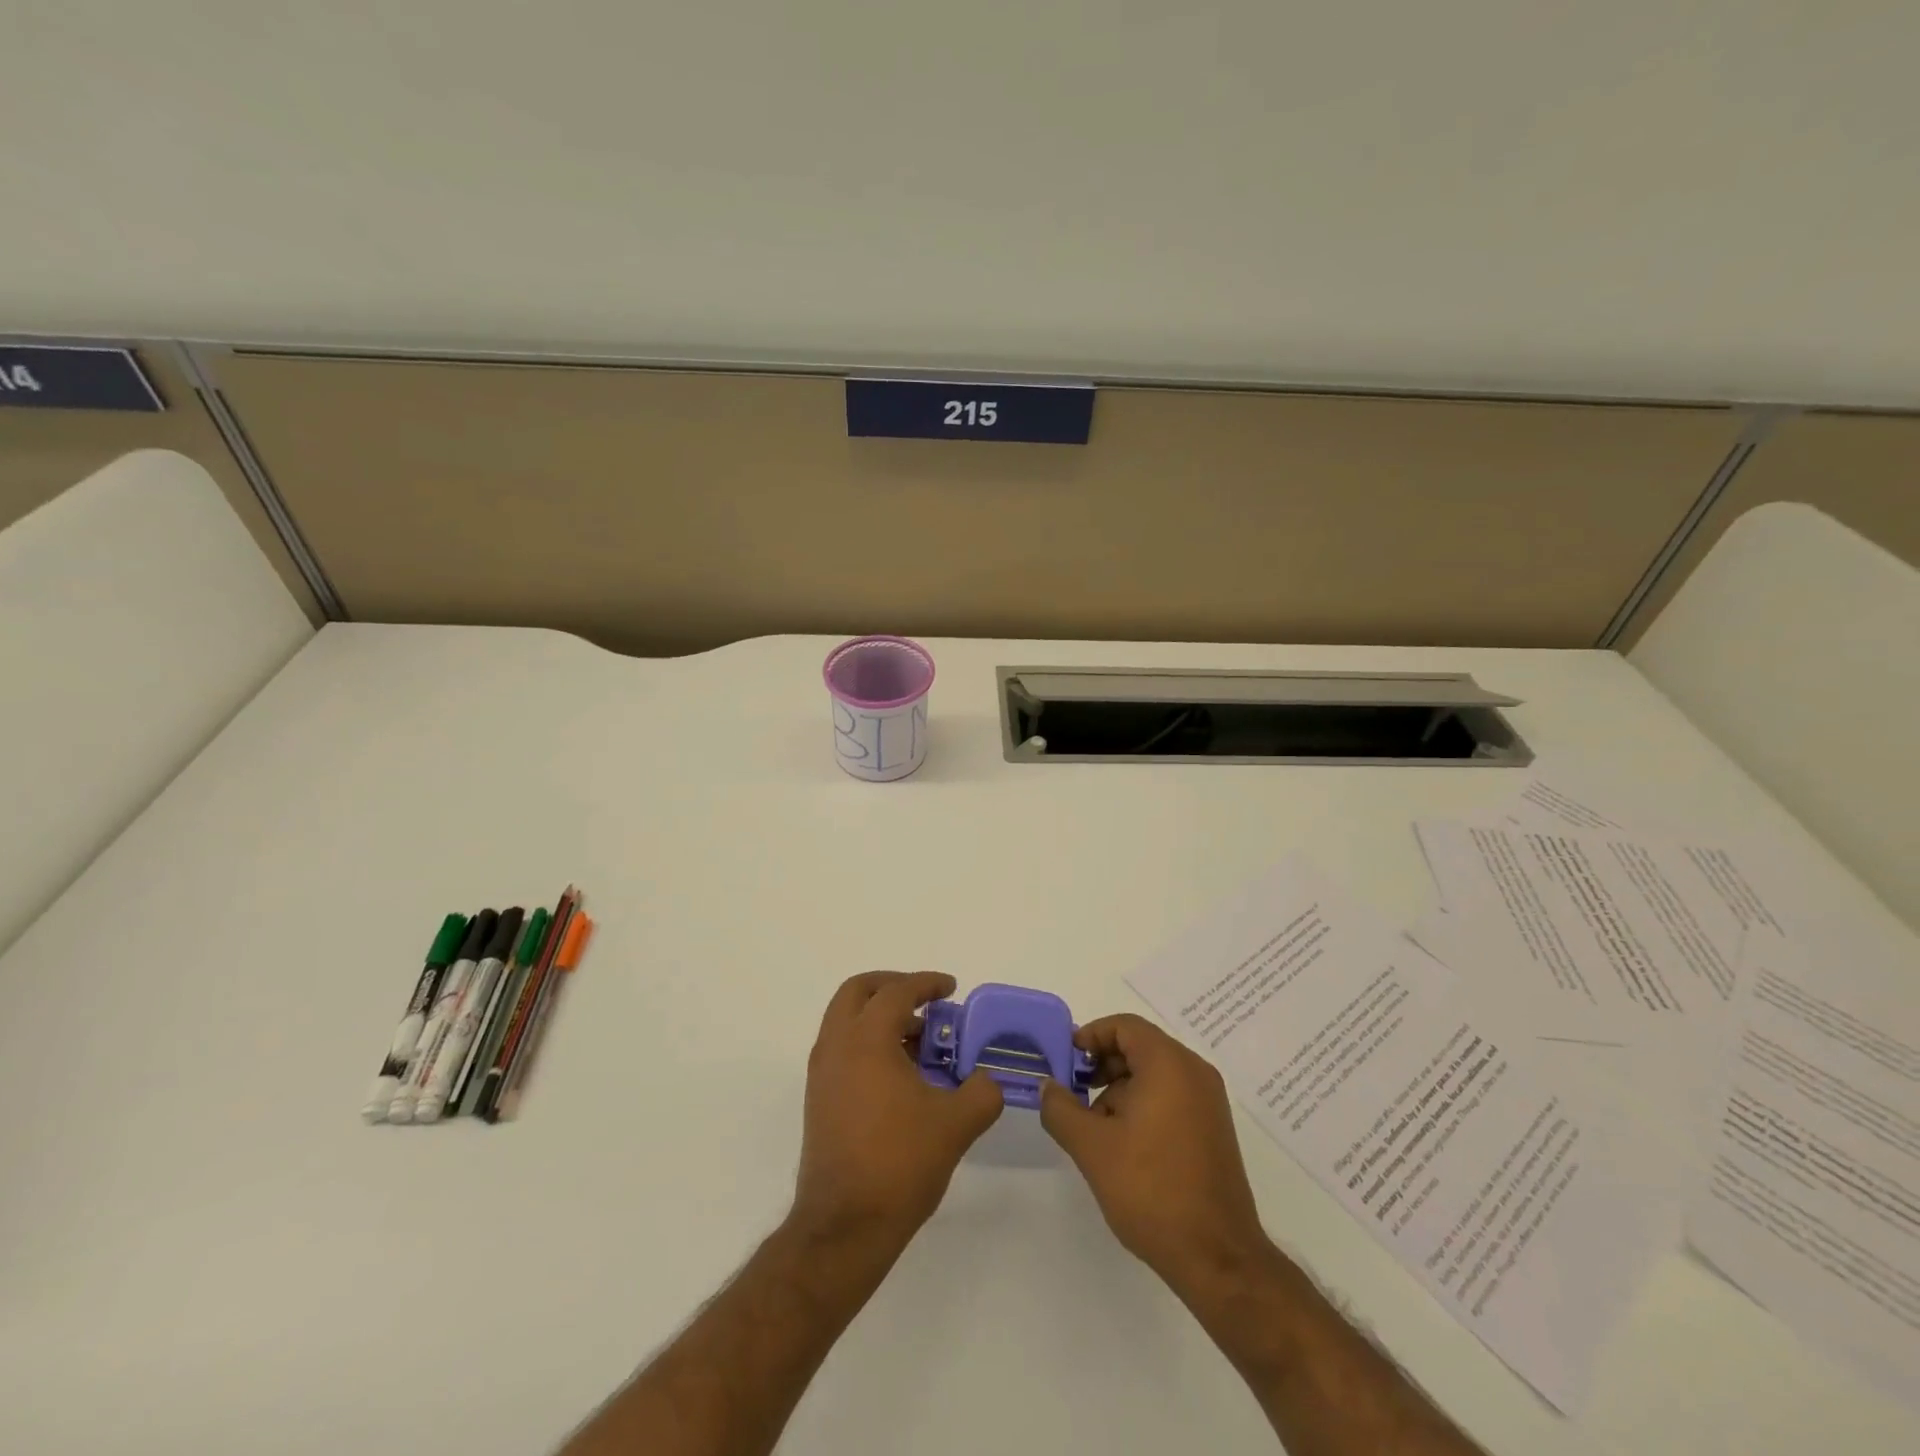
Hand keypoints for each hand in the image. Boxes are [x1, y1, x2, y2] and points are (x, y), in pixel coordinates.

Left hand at [792, 972, 1003, 1249]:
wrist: (844, 1227)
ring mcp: (822, 1073)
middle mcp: (837, 1046)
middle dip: (892, 986)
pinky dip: (869, 1043)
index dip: (926, 983)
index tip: (951, 988)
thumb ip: (982, 1092)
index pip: (896, 991)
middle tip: (924, 1000)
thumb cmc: (899, 1163)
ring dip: (880, 1017)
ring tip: (920, 1041)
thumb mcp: (956, 1124)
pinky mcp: (819, 1099)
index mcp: (866, 1039)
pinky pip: (843, 1049)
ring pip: (847, 1020)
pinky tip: (901, 1074)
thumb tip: (988, 1080)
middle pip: (858, 992)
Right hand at [1040, 1013, 1269, 1289]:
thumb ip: (1061, 1109)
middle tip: (1074, 1094)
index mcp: (1169, 1064)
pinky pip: (1171, 1096)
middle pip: (1140, 1047)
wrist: (1217, 1258)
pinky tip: (1124, 1146)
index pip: (1124, 1026)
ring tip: (1095, 1128)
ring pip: (1154, 1074)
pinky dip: (1143, 1105)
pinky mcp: (1213, 1129)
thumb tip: (1048, 1087)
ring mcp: (1209, 1102)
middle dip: (1102, 1065)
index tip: (1066, 1062)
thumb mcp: (1092, 1147)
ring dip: (1120, 1089)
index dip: (1090, 1036)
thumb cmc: (1151, 1190)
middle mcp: (1194, 1072)